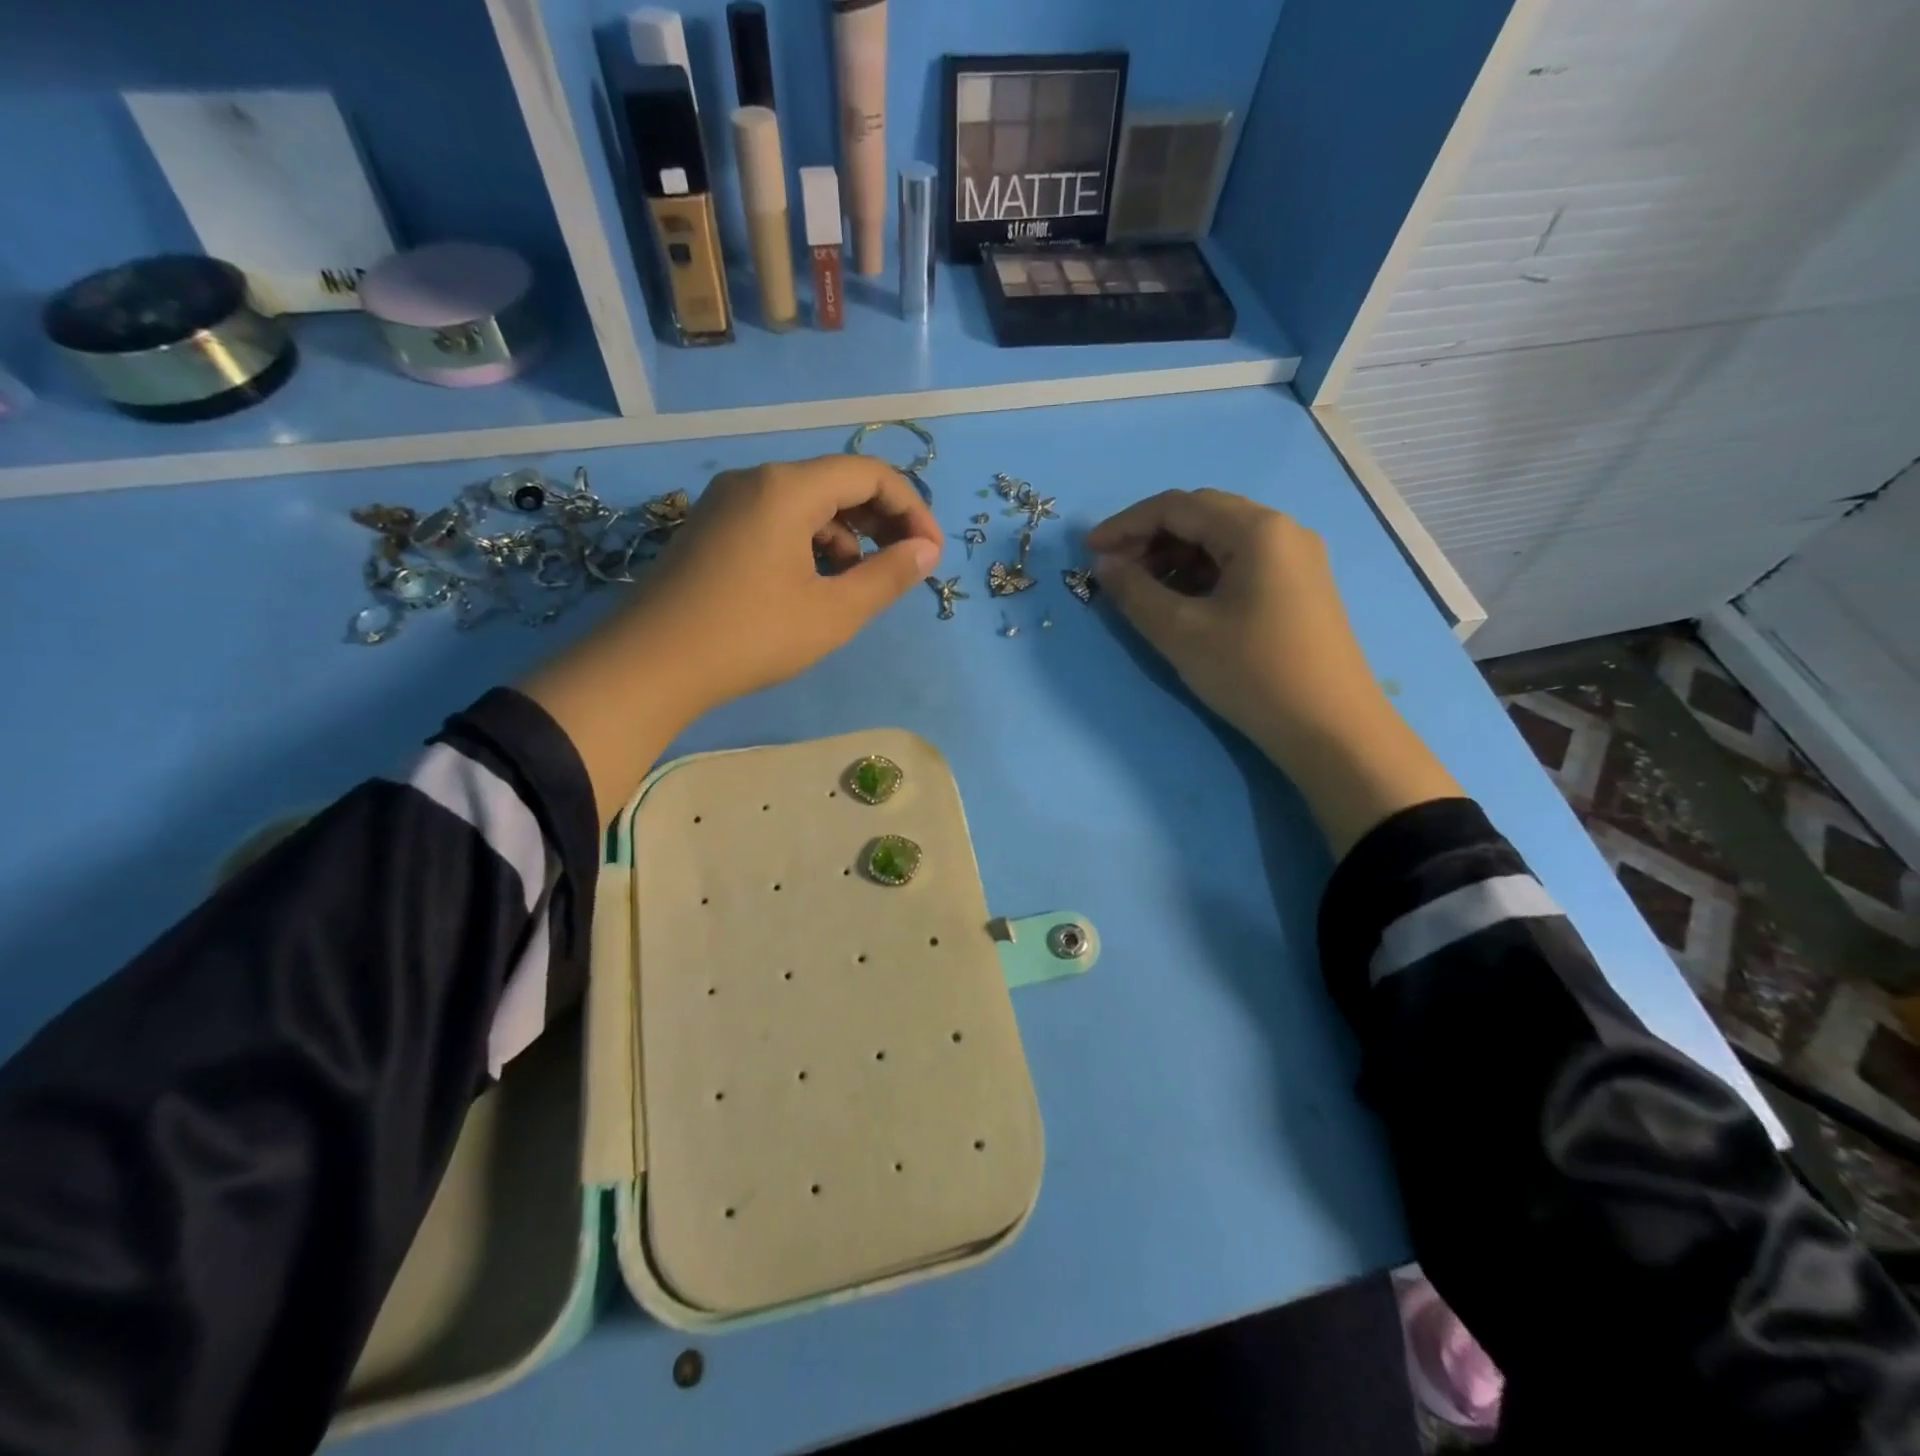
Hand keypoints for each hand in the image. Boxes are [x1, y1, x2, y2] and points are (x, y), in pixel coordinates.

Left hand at [522, 456, 940, 822]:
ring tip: (859, 582)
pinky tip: (814, 583)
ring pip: (806, 503)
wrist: (649, 666)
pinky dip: (809, 543)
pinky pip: (776, 519)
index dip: (912, 509)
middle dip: (881, 521)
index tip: (931, 554)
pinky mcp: (711, 528)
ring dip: (846, 535)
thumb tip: (927, 552)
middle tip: (906, 565)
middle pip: (837, 482)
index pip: (870, 474)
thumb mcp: (832, 613)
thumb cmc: (750, 637)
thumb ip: (887, 577)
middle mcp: (756, 479)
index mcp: (787, 488)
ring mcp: (727, 502)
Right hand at [1088, 488, 1459, 854]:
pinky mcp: (1301, 587)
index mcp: (1257, 529)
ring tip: (1144, 592)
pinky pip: (1242, 563)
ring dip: (1176, 557)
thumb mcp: (1182, 632)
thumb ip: (1135, 592)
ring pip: (1222, 540)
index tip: (1089, 552)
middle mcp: (1283, 530)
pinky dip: (1204, 574)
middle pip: (1202, 516)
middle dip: (1151, 539)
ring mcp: (1297, 559)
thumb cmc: (1252, 673)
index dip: (1126, 525)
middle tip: (1115, 573)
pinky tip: (1185, 604)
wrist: (1331, 729)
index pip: (1177, 506)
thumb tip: (1105, 565)